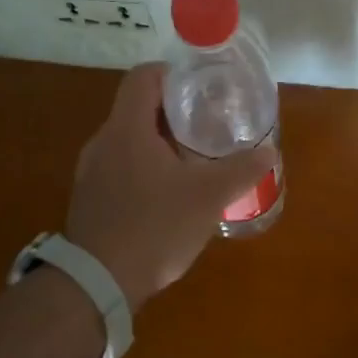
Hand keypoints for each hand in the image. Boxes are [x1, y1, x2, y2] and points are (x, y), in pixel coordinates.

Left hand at [64, 63, 275, 310]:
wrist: (97, 284)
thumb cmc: (155, 227)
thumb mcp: (208, 196)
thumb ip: (241, 170)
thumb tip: (269, 152)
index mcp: (127, 128)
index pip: (143, 76)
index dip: (172, 74)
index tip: (200, 87)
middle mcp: (103, 142)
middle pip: (137, 108)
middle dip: (173, 112)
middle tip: (207, 123)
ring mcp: (91, 172)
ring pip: (128, 140)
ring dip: (158, 142)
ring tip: (192, 159)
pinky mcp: (89, 198)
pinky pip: (119, 167)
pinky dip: (144, 168)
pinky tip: (168, 195)